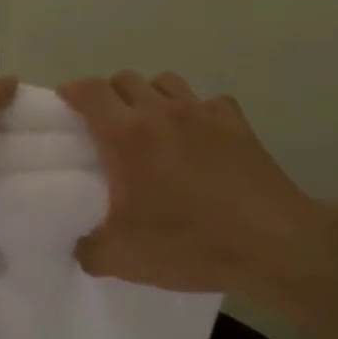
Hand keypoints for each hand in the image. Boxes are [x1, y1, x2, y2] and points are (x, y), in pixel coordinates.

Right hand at [58, 71, 337, 306]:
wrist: (272, 244)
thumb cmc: (191, 245)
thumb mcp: (124, 259)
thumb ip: (90, 250)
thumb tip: (81, 246)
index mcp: (127, 136)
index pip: (91, 92)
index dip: (73, 91)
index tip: (65, 102)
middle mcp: (162, 112)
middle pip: (126, 79)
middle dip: (109, 94)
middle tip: (105, 123)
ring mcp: (203, 113)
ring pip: (165, 82)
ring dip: (149, 96)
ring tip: (150, 125)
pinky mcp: (237, 123)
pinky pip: (206, 102)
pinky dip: (194, 111)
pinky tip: (198, 137)